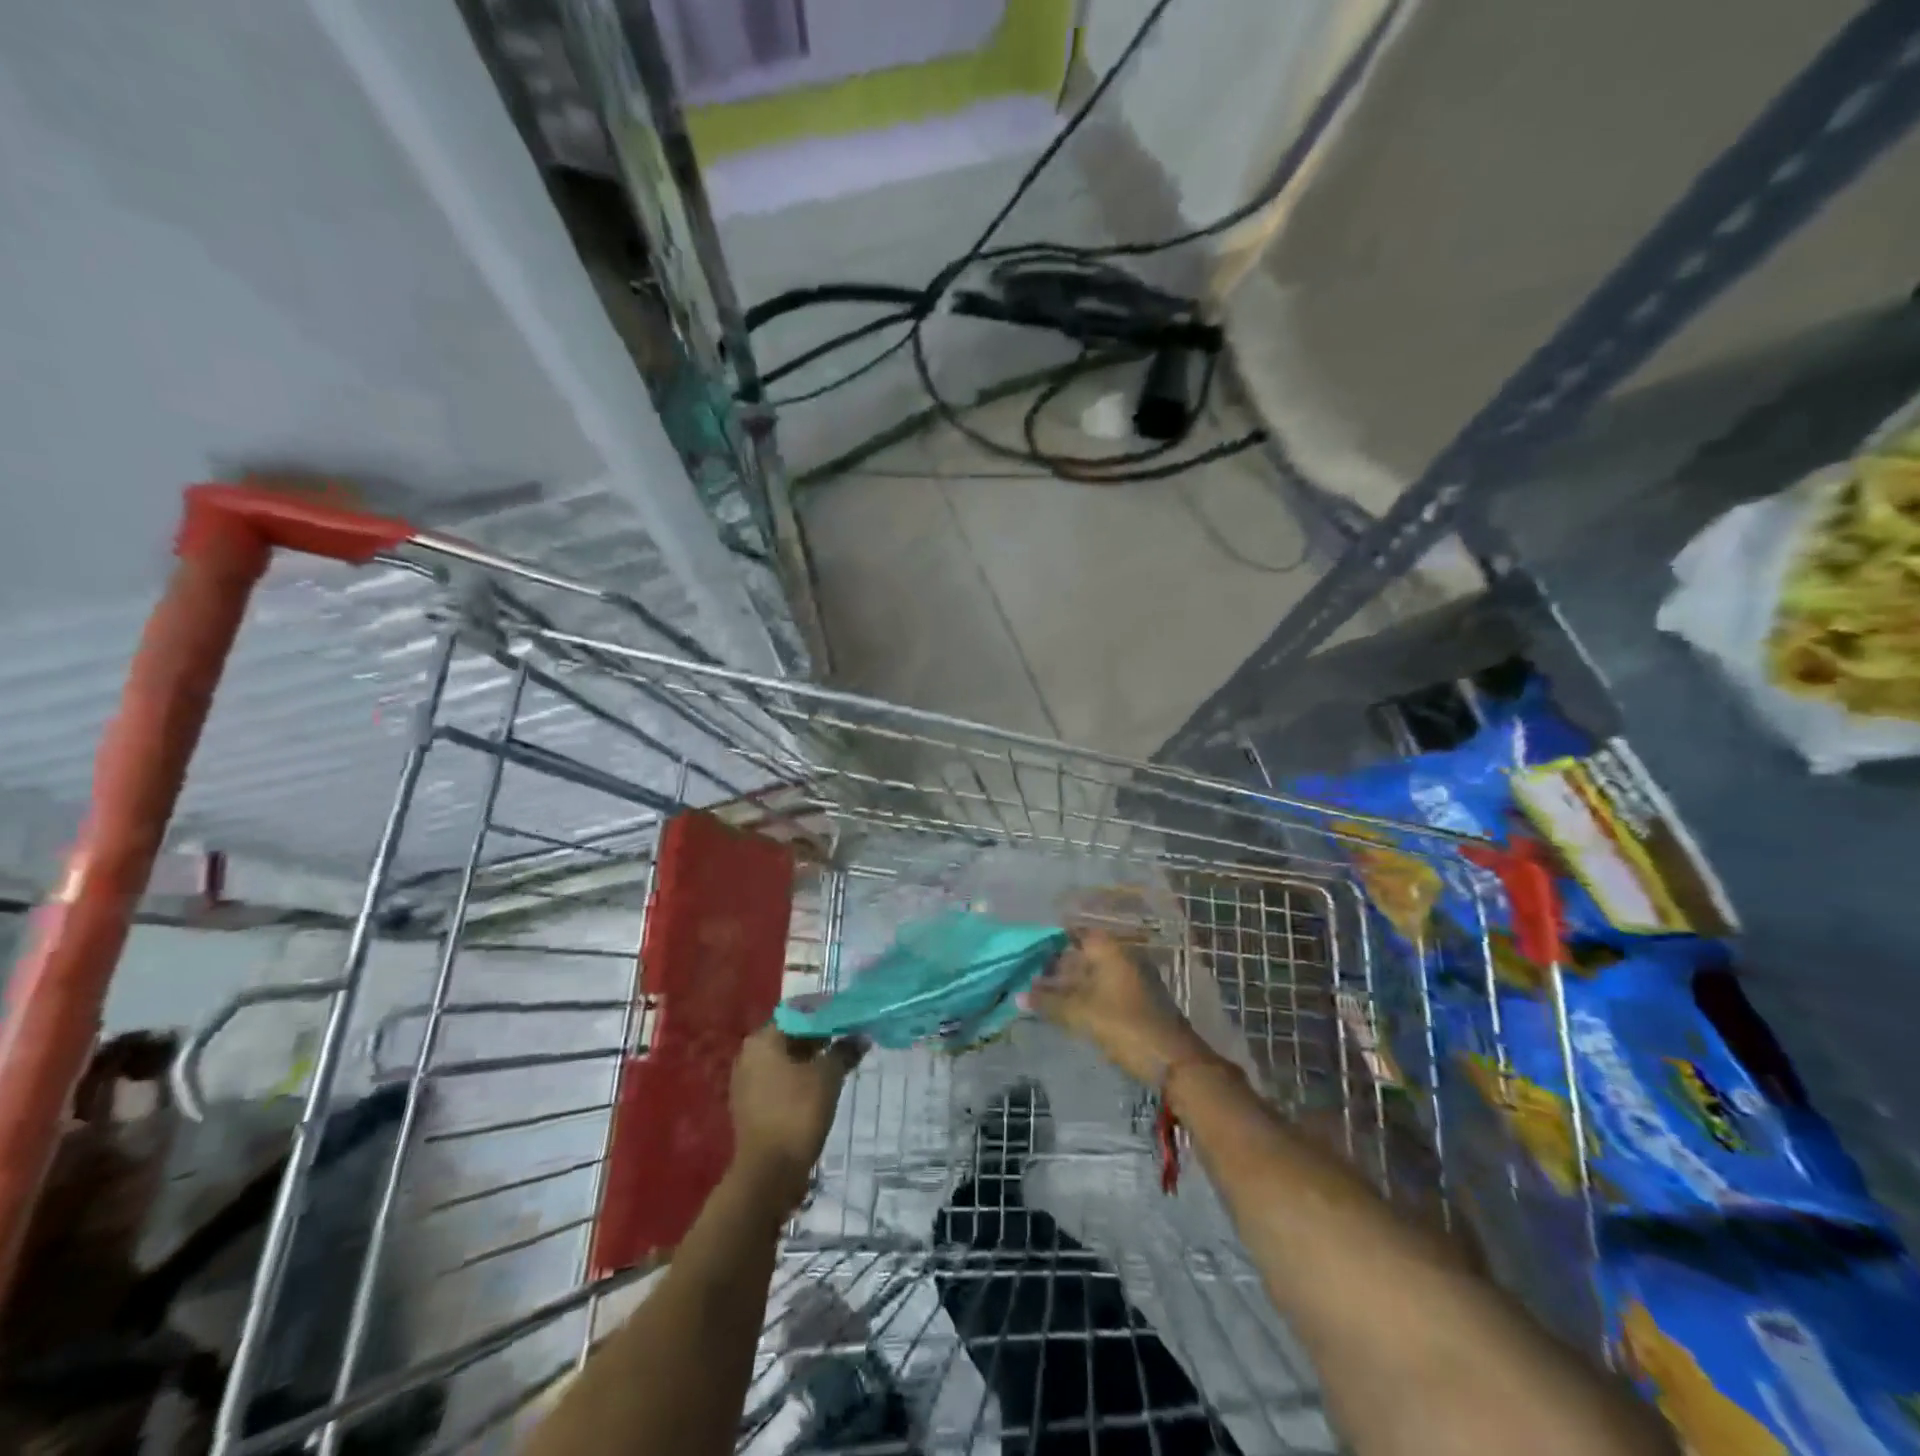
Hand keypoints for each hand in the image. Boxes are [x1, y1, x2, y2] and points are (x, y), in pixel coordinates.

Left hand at [730, 1025, 863, 1206]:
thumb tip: (861, 1036)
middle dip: (820, 1036)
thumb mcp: (828, 1076)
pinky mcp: (752, 1106)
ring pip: (786, 1060)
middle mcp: (749, 1055)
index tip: (849, 1016)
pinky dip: (801, 1078)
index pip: (797, 1013)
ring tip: (842, 1060)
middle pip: (790, 1036)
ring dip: (812, 1058)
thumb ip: (844, 1050)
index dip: (825, 1013)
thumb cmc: (797, 1112)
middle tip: (850, 1037)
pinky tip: (824, 1084)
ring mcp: (748, 1083)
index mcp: (762, 1040)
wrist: (769, 1174)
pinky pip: (781, 1081)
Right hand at [1023, 930, 1209, 1084]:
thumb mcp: (1081, 1013)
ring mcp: (1131, 979)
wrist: (1174, 1062)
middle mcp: (1122, 957)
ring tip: (1039, 995)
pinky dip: (1083, 996)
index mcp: (1111, 950)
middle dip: (1056, 964)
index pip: (1076, 932)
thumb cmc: (1125, 1025)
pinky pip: (1102, 990)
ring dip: (1068, 984)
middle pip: (1083, 954)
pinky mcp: (1135, 1001)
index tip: (1028, 948)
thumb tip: (1018, 995)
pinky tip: (1064, 1009)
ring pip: (1092, 974)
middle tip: (1027, 975)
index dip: (1051, 938)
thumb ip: (1048, 1002)